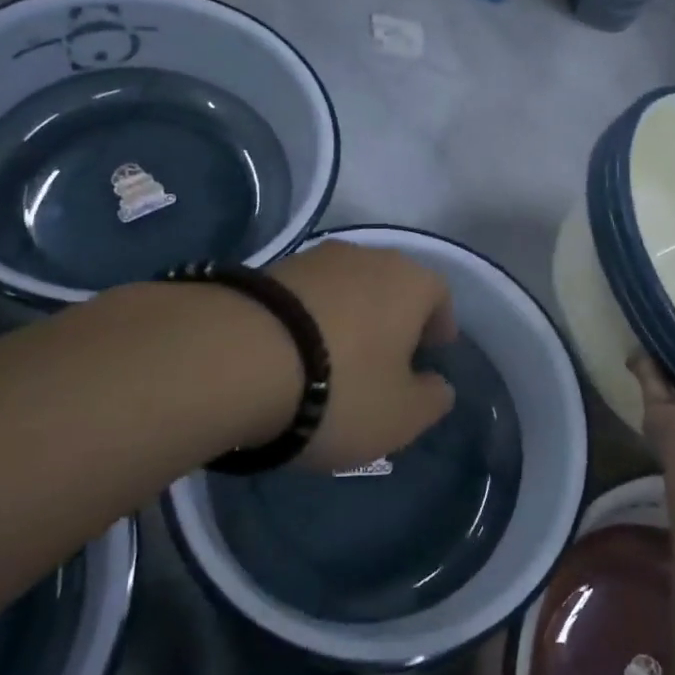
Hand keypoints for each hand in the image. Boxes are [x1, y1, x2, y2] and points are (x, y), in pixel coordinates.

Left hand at [266, 241, 458, 471]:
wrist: (234, 358)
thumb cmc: (341, 388)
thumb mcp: (400, 416)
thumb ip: (431, 400)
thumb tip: (437, 385)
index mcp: (410, 283)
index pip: (439, 295)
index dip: (438, 325)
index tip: (431, 351)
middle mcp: (367, 257)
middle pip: (391, 286)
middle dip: (393, 319)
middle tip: (385, 357)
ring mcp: (313, 259)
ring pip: (345, 288)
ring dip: (346, 317)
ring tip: (332, 359)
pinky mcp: (266, 270)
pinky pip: (303, 297)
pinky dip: (306, 321)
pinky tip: (290, 354)